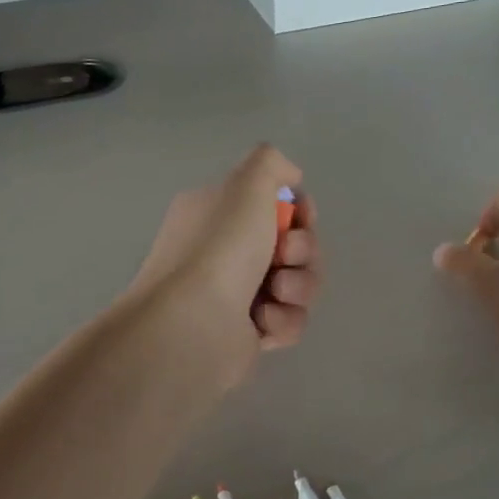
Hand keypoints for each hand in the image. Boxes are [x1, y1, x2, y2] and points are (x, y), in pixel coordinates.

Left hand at [130, 145, 321, 381]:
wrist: (194, 324)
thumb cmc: (219, 248)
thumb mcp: (246, 184)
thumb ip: (271, 163)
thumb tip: (291, 177)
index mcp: (220, 214)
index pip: (277, 206)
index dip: (300, 211)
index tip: (302, 216)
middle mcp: (226, 252)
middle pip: (296, 247)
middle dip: (303, 250)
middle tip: (284, 255)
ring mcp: (239, 295)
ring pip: (299, 285)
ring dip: (297, 287)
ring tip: (274, 294)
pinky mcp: (251, 334)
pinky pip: (290, 321)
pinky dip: (283, 320)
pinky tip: (261, 323)